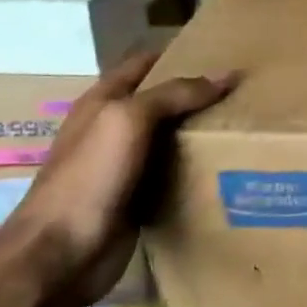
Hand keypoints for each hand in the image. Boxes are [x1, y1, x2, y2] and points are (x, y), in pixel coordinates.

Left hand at [3, 48, 232, 304]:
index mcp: (102, 102)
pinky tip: (227, 167)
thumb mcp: (129, 120)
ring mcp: (123, 166)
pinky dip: (197, 169)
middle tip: (245, 90)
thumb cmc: (89, 177)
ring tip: (245, 124)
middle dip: (198, 94)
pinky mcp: (137, 199)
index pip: (143, 64)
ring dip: (201, 132)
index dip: (178, 54)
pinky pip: (174, 175)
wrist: (60, 254)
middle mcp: (112, 130)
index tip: (223, 51)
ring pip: (171, 139)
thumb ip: (175, 94)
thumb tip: (226, 75)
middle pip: (161, 101)